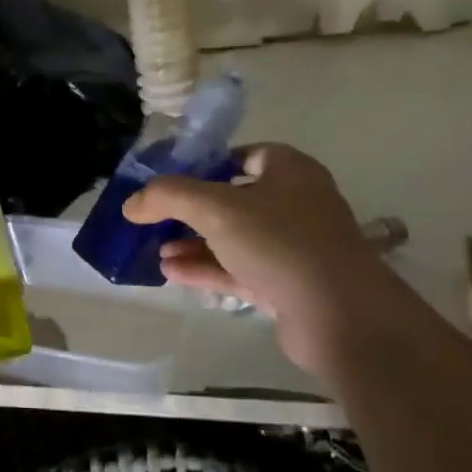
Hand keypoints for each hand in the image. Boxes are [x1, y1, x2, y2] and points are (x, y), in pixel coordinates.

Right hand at [122, 143, 403, 373]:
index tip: (170, 182)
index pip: (243, 156)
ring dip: (195, 243)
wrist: (340, 314)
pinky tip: (171, 272)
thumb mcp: (216, 208)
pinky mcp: (288, 284)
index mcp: (289, 170)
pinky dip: (207, 268)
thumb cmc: (280, 242)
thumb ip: (168, 197)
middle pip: (234, 199)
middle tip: (156, 219)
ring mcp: (294, 247)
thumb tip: (131, 203)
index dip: (205, 165)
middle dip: (192, 211)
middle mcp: (295, 203)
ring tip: (156, 250)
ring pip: (235, 239)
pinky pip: (240, 269)